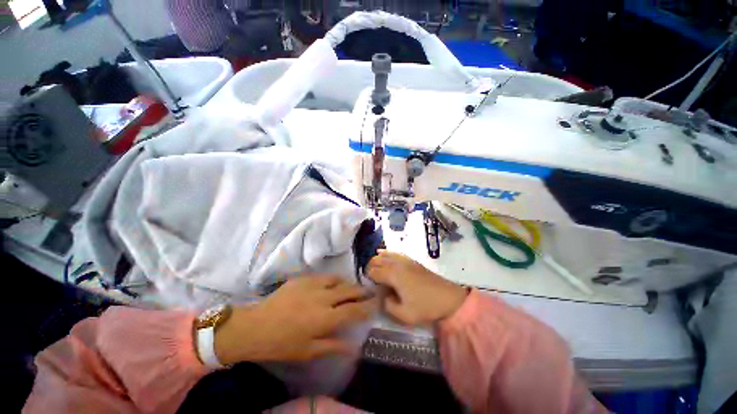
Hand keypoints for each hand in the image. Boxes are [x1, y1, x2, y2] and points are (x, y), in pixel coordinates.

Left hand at [214, 276, 376, 364]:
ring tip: (351, 287)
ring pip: (338, 280)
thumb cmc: (282, 344)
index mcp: (325, 318)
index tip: (375, 303)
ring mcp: (313, 285)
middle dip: (362, 291)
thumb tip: (354, 346)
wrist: (255, 326)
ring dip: (348, 284)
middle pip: (349, 291)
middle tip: (369, 292)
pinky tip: (332, 283)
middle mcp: (323, 298)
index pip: (354, 310)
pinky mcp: (303, 278)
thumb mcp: (308, 351)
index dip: (367, 307)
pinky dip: (332, 280)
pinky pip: (324, 276)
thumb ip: (333, 346)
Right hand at [367, 251, 467, 325]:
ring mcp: (405, 259)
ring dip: (377, 259)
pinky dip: (386, 253)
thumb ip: (388, 306)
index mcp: (393, 275)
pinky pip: (395, 252)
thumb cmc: (426, 306)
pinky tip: (383, 254)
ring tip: (375, 268)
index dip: (368, 278)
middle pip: (377, 260)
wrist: (448, 297)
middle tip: (371, 279)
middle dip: (370, 267)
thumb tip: (382, 296)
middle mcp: (397, 263)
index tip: (368, 286)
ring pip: (385, 254)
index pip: (373, 271)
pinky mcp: (411, 259)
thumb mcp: (404, 315)